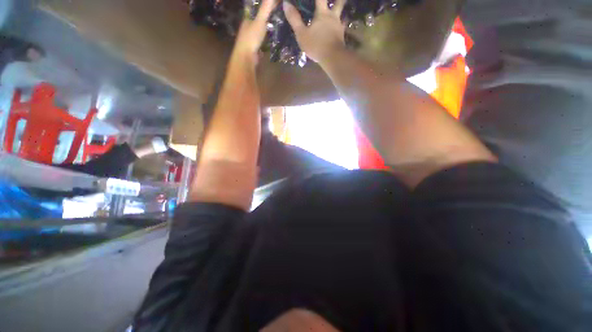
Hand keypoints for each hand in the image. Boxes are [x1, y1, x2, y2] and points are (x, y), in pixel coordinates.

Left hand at [233, 0, 277, 62]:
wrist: (246, 58)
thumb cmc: (251, 38)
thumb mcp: (260, 21)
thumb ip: (266, 8)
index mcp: (248, 18)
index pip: (257, 7)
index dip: (266, 4)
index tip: (277, 4)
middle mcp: (249, 26)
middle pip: (260, 18)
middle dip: (268, 16)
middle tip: (281, 14)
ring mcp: (252, 37)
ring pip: (262, 29)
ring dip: (270, 27)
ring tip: (281, 24)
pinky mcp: (256, 47)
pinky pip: (264, 39)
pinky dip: (269, 38)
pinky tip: (276, 38)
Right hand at [283, 0, 346, 64]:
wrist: (332, 57)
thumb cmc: (316, 45)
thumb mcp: (301, 34)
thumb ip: (294, 19)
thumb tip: (286, 3)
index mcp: (322, 13)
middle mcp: (333, 16)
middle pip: (338, 2)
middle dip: (338, 0)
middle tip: (337, 0)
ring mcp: (339, 26)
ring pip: (342, 14)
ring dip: (342, 10)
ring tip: (340, 8)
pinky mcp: (342, 36)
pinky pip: (343, 27)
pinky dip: (342, 24)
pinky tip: (341, 26)